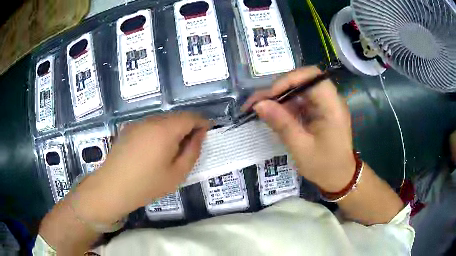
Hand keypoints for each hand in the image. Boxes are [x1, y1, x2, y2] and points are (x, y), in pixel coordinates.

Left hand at [75, 112, 209, 222]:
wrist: (112, 187)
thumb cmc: (147, 184)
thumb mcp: (177, 173)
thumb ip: (193, 151)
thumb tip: (200, 134)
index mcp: (165, 130)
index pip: (190, 117)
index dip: (202, 122)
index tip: (207, 132)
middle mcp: (151, 120)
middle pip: (176, 116)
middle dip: (187, 126)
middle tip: (191, 145)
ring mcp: (137, 123)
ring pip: (162, 120)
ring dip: (172, 129)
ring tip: (172, 149)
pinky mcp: (128, 128)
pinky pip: (150, 125)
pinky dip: (159, 131)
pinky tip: (154, 149)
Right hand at [243, 66, 355, 191]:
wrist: (339, 178)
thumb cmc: (324, 166)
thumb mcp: (301, 148)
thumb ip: (281, 124)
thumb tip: (258, 104)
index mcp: (332, 106)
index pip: (312, 76)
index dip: (289, 80)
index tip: (269, 95)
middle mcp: (330, 99)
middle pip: (303, 80)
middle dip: (279, 88)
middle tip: (258, 102)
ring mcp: (324, 104)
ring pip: (298, 90)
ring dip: (279, 97)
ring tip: (259, 108)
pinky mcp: (319, 111)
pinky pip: (300, 101)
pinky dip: (285, 105)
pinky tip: (272, 114)